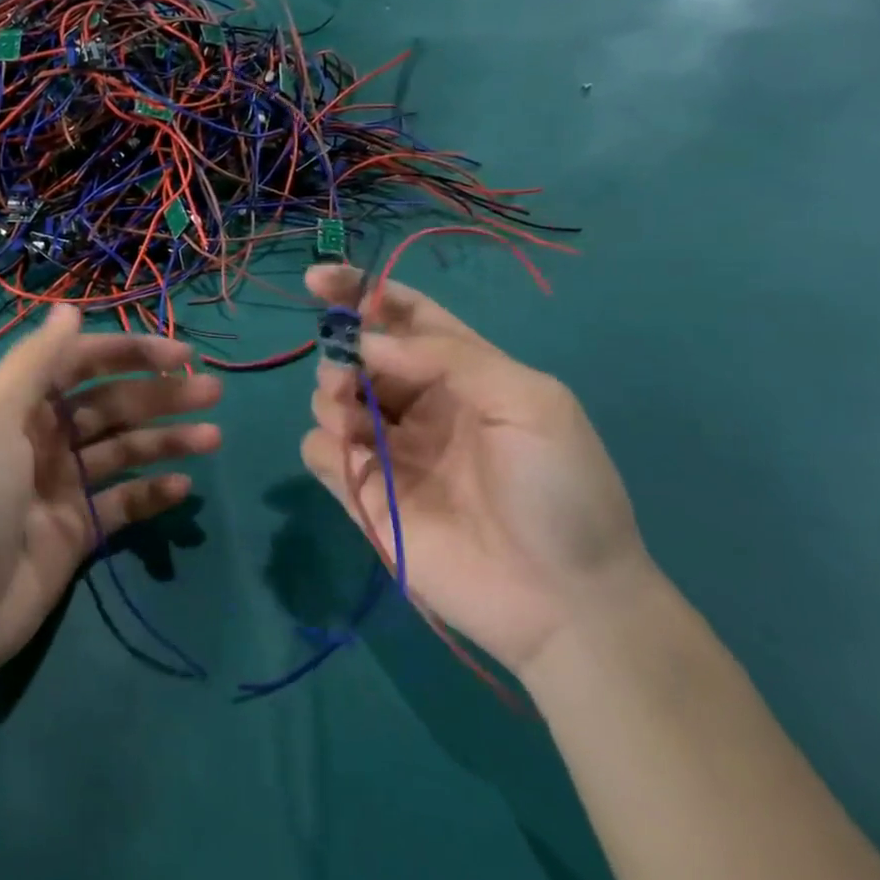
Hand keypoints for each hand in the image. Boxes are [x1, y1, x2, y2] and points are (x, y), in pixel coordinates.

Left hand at [0, 304, 222, 674]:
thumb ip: (35, 362)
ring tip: (213, 437)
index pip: (83, 363)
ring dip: (167, 439)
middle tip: (212, 391)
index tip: (180, 355)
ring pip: (125, 449)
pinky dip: (153, 491)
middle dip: (160, 394)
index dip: (130, 353)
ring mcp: (64, 484)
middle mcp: (44, 437)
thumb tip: (69, 309)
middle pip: (112, 404)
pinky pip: (124, 501)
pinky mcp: (80, 529)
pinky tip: (182, 485)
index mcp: (21, 404)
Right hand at [300, 265, 652, 677]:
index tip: (317, 279)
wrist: (562, 600)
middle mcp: (417, 404)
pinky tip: (352, 462)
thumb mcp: (530, 401)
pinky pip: (318, 451)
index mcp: (461, 374)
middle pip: (356, 355)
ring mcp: (387, 449)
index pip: (403, 316)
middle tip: (347, 378)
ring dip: (330, 397)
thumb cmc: (559, 490)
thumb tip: (367, 344)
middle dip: (340, 353)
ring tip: (351, 421)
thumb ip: (448, 357)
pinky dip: (324, 446)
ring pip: (329, 398)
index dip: (360, 291)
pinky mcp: (362, 493)